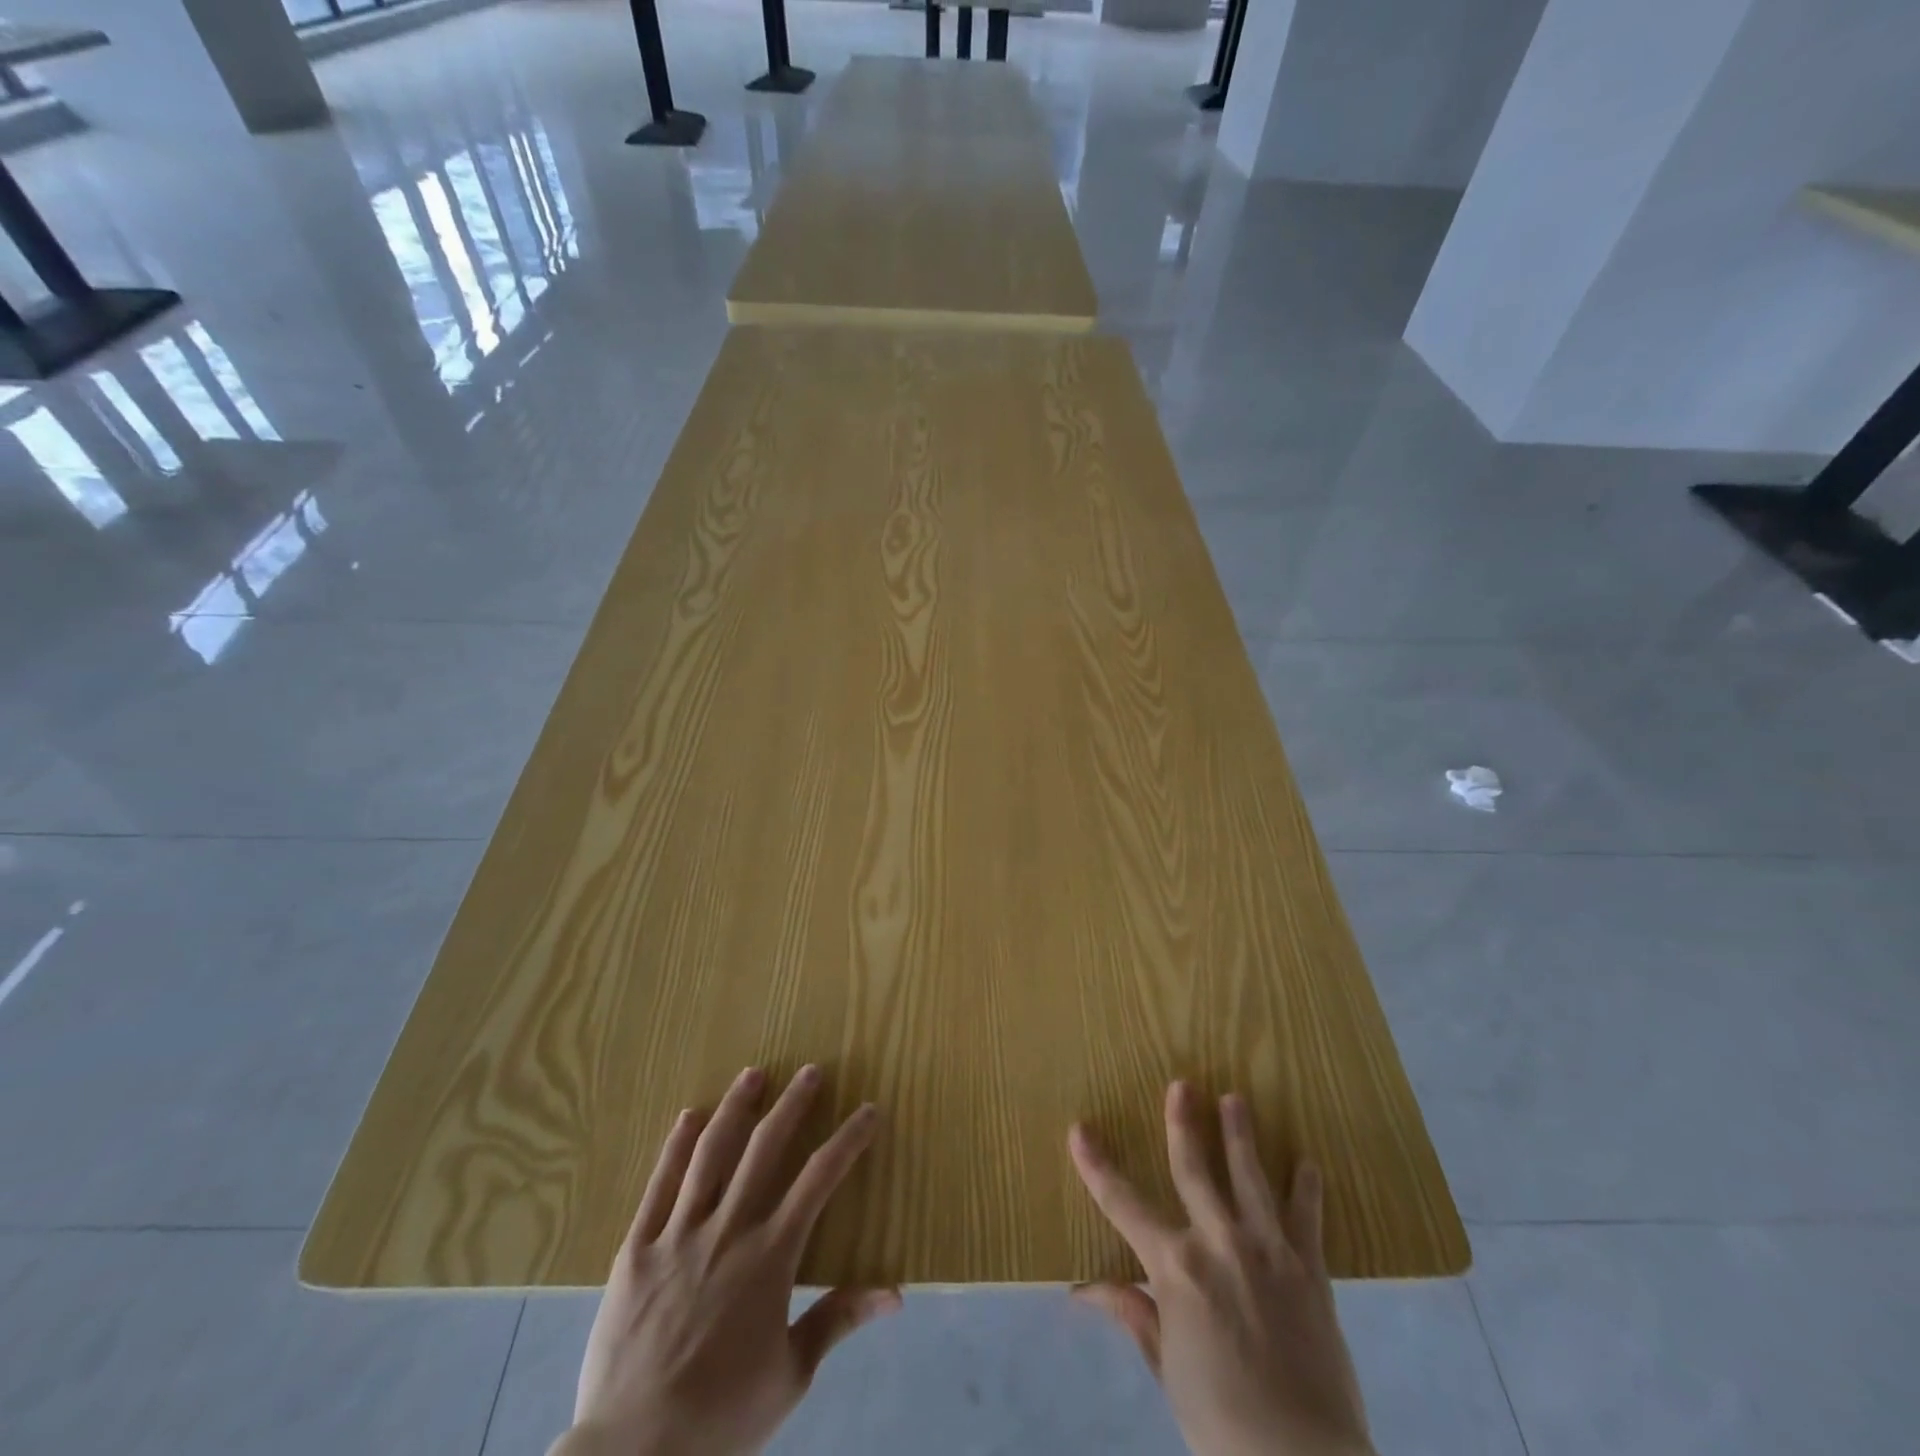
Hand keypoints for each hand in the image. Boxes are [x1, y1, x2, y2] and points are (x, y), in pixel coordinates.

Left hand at [550, 1065, 900, 1455]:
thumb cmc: (720, 1418)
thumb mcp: (790, 1376)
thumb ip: (837, 1320)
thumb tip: (895, 1292)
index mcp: (770, 1256)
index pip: (819, 1179)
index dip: (848, 1140)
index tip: (868, 1110)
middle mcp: (728, 1230)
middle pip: (765, 1148)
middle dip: (793, 1104)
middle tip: (810, 1071)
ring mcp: (678, 1234)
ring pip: (711, 1153)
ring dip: (735, 1108)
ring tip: (753, 1074)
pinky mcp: (637, 1250)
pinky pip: (659, 1186)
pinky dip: (676, 1147)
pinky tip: (688, 1117)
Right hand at [1069, 1082, 1372, 1455]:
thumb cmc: (1219, 1420)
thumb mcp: (1166, 1367)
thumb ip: (1133, 1314)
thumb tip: (1084, 1288)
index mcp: (1175, 1266)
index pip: (1122, 1204)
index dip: (1097, 1166)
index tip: (1079, 1129)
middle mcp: (1218, 1242)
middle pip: (1195, 1169)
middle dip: (1183, 1123)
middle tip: (1182, 1083)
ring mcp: (1268, 1251)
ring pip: (1251, 1177)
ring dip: (1242, 1135)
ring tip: (1236, 1098)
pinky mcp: (1311, 1270)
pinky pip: (1307, 1218)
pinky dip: (1307, 1189)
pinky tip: (1309, 1164)